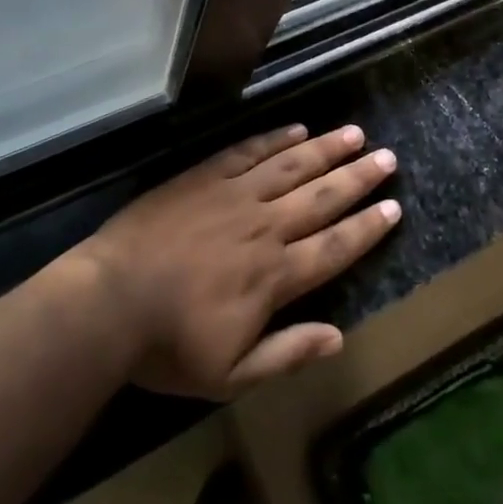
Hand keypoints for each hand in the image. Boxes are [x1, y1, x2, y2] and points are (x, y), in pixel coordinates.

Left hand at [75, 125, 400, 398]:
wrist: (108, 301)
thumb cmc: (167, 345)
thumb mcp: (229, 375)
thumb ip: (286, 354)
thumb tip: (339, 338)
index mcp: (275, 275)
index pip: (335, 246)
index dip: (367, 227)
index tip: (394, 207)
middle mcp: (265, 226)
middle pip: (322, 197)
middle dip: (358, 178)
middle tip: (388, 158)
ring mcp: (235, 195)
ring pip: (292, 165)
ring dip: (326, 149)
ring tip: (354, 134)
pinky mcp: (205, 175)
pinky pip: (250, 151)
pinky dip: (276, 139)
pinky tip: (297, 129)